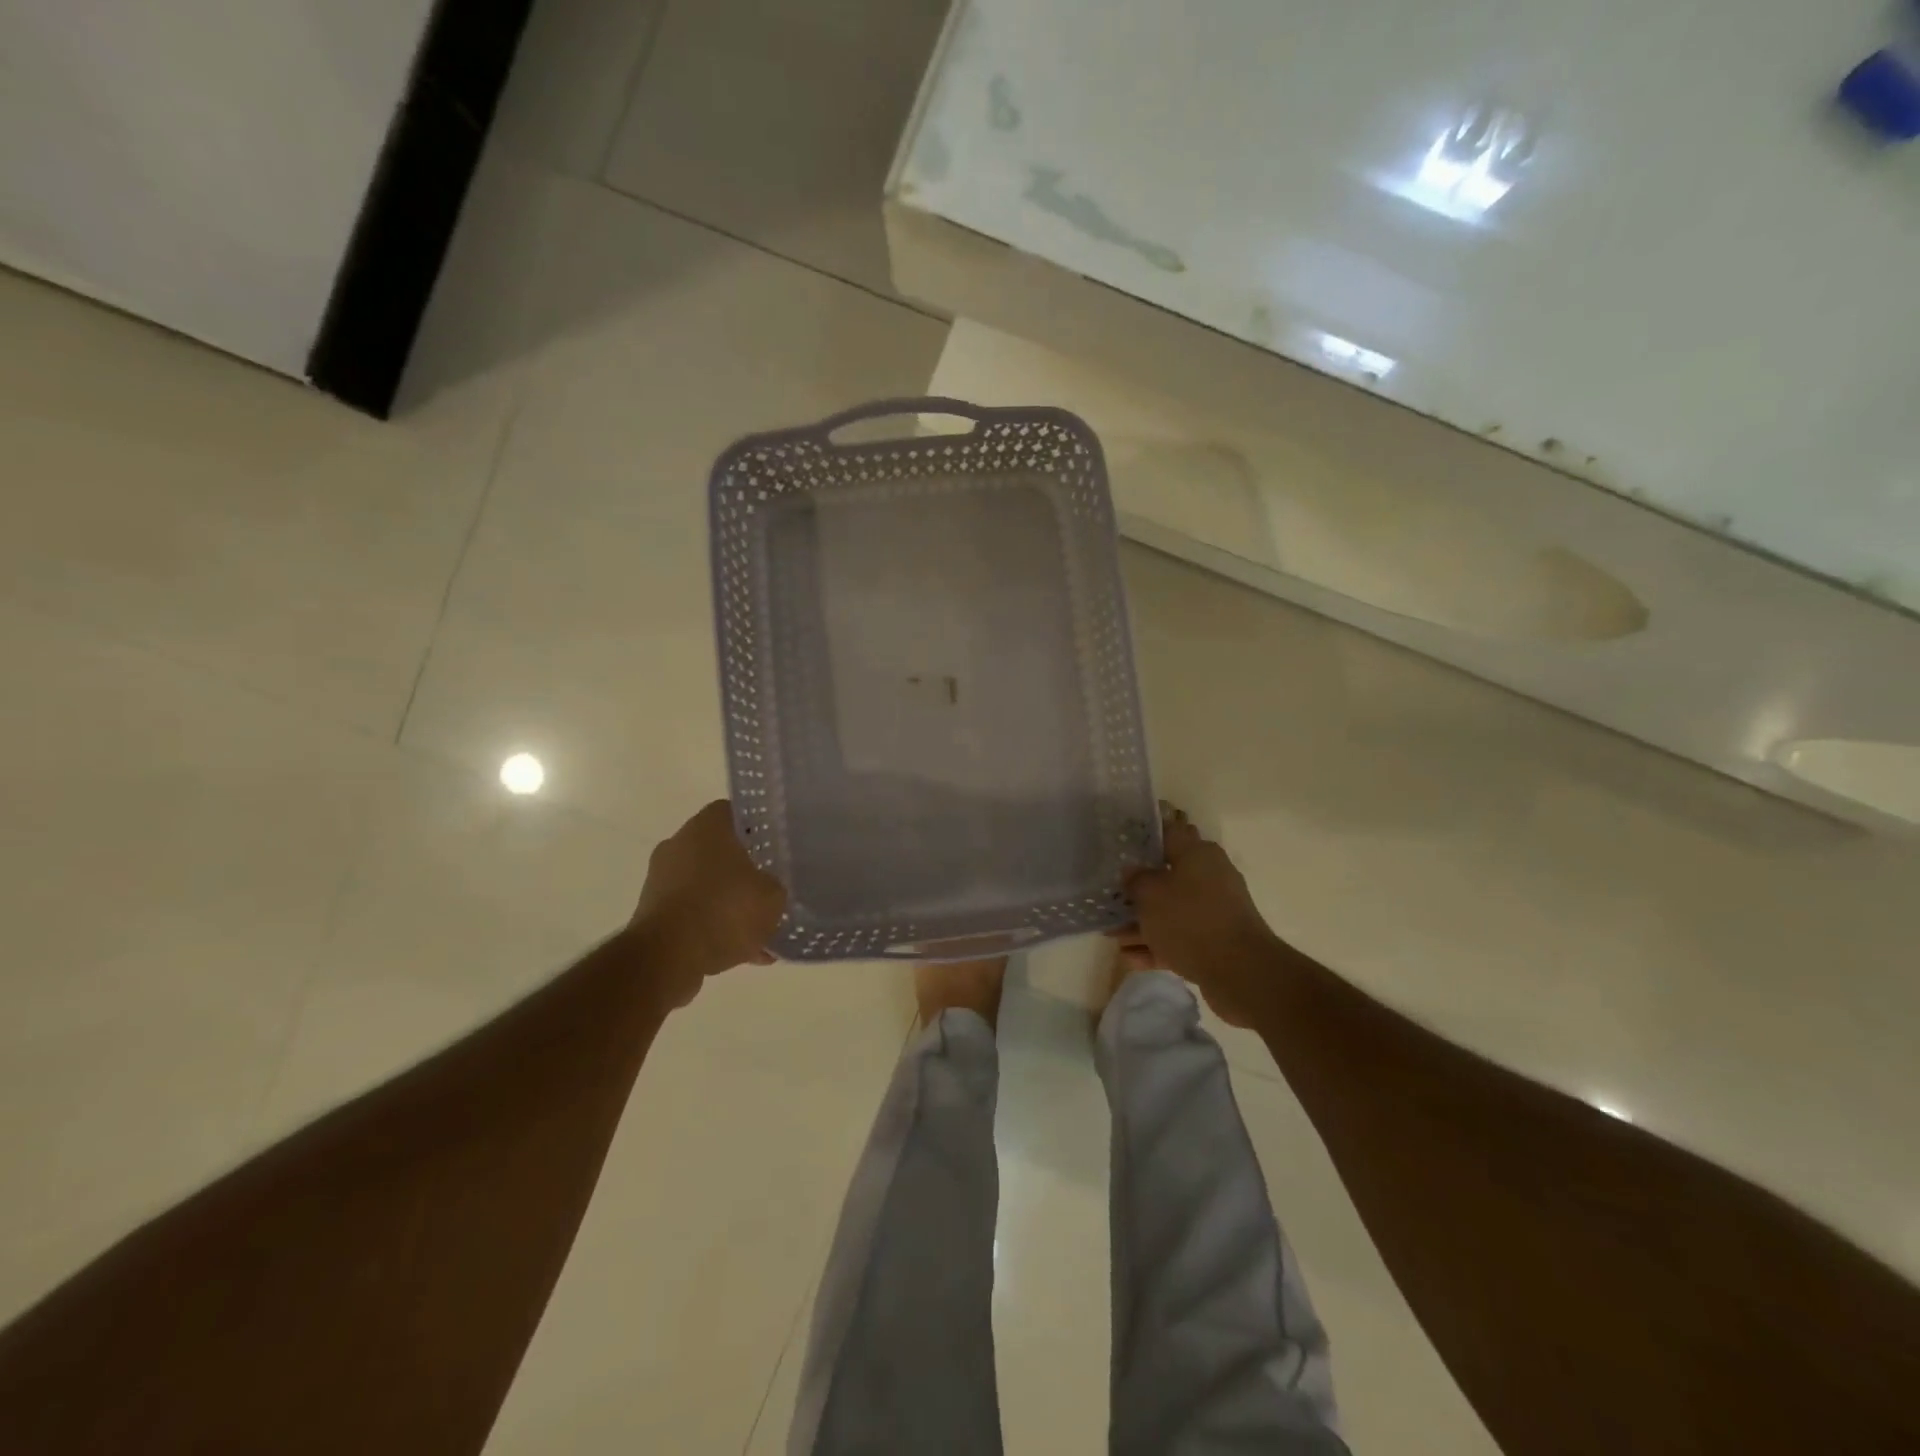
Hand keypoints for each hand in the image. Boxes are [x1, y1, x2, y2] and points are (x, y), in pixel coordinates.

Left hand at [631, 801, 785, 1003]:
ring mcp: (661, 879)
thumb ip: (775, 886)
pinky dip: (712, 926)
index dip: (756, 827)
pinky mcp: (652, 912)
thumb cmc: (724, 910)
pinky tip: (741, 952)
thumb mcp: (772, 896)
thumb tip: (769, 888)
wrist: (667, 957)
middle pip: (718, 849)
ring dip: (727, 902)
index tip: (773, 844)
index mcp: (706, 827)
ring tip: (758, 930)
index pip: (734, 812)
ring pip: (705, 884)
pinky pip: (692, 913)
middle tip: (768, 885)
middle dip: (742, 868)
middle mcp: (678, 844)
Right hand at [1114, 802, 1281, 1026]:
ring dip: (1143, 923)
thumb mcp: (1150, 894)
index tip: (1121, 844)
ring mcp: (1214, 910)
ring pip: (1171, 911)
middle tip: (1111, 895)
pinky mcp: (1216, 941)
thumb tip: (1133, 871)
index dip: (1144, 836)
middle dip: (1138, 890)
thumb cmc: (1190, 919)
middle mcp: (1209, 876)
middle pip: (1167, 876)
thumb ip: (1136, 879)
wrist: (1240, 972)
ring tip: (1113, 937)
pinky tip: (1131, 959)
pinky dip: (1157, 946)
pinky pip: (1180, 938)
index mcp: (1198, 854)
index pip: (1169, 833)